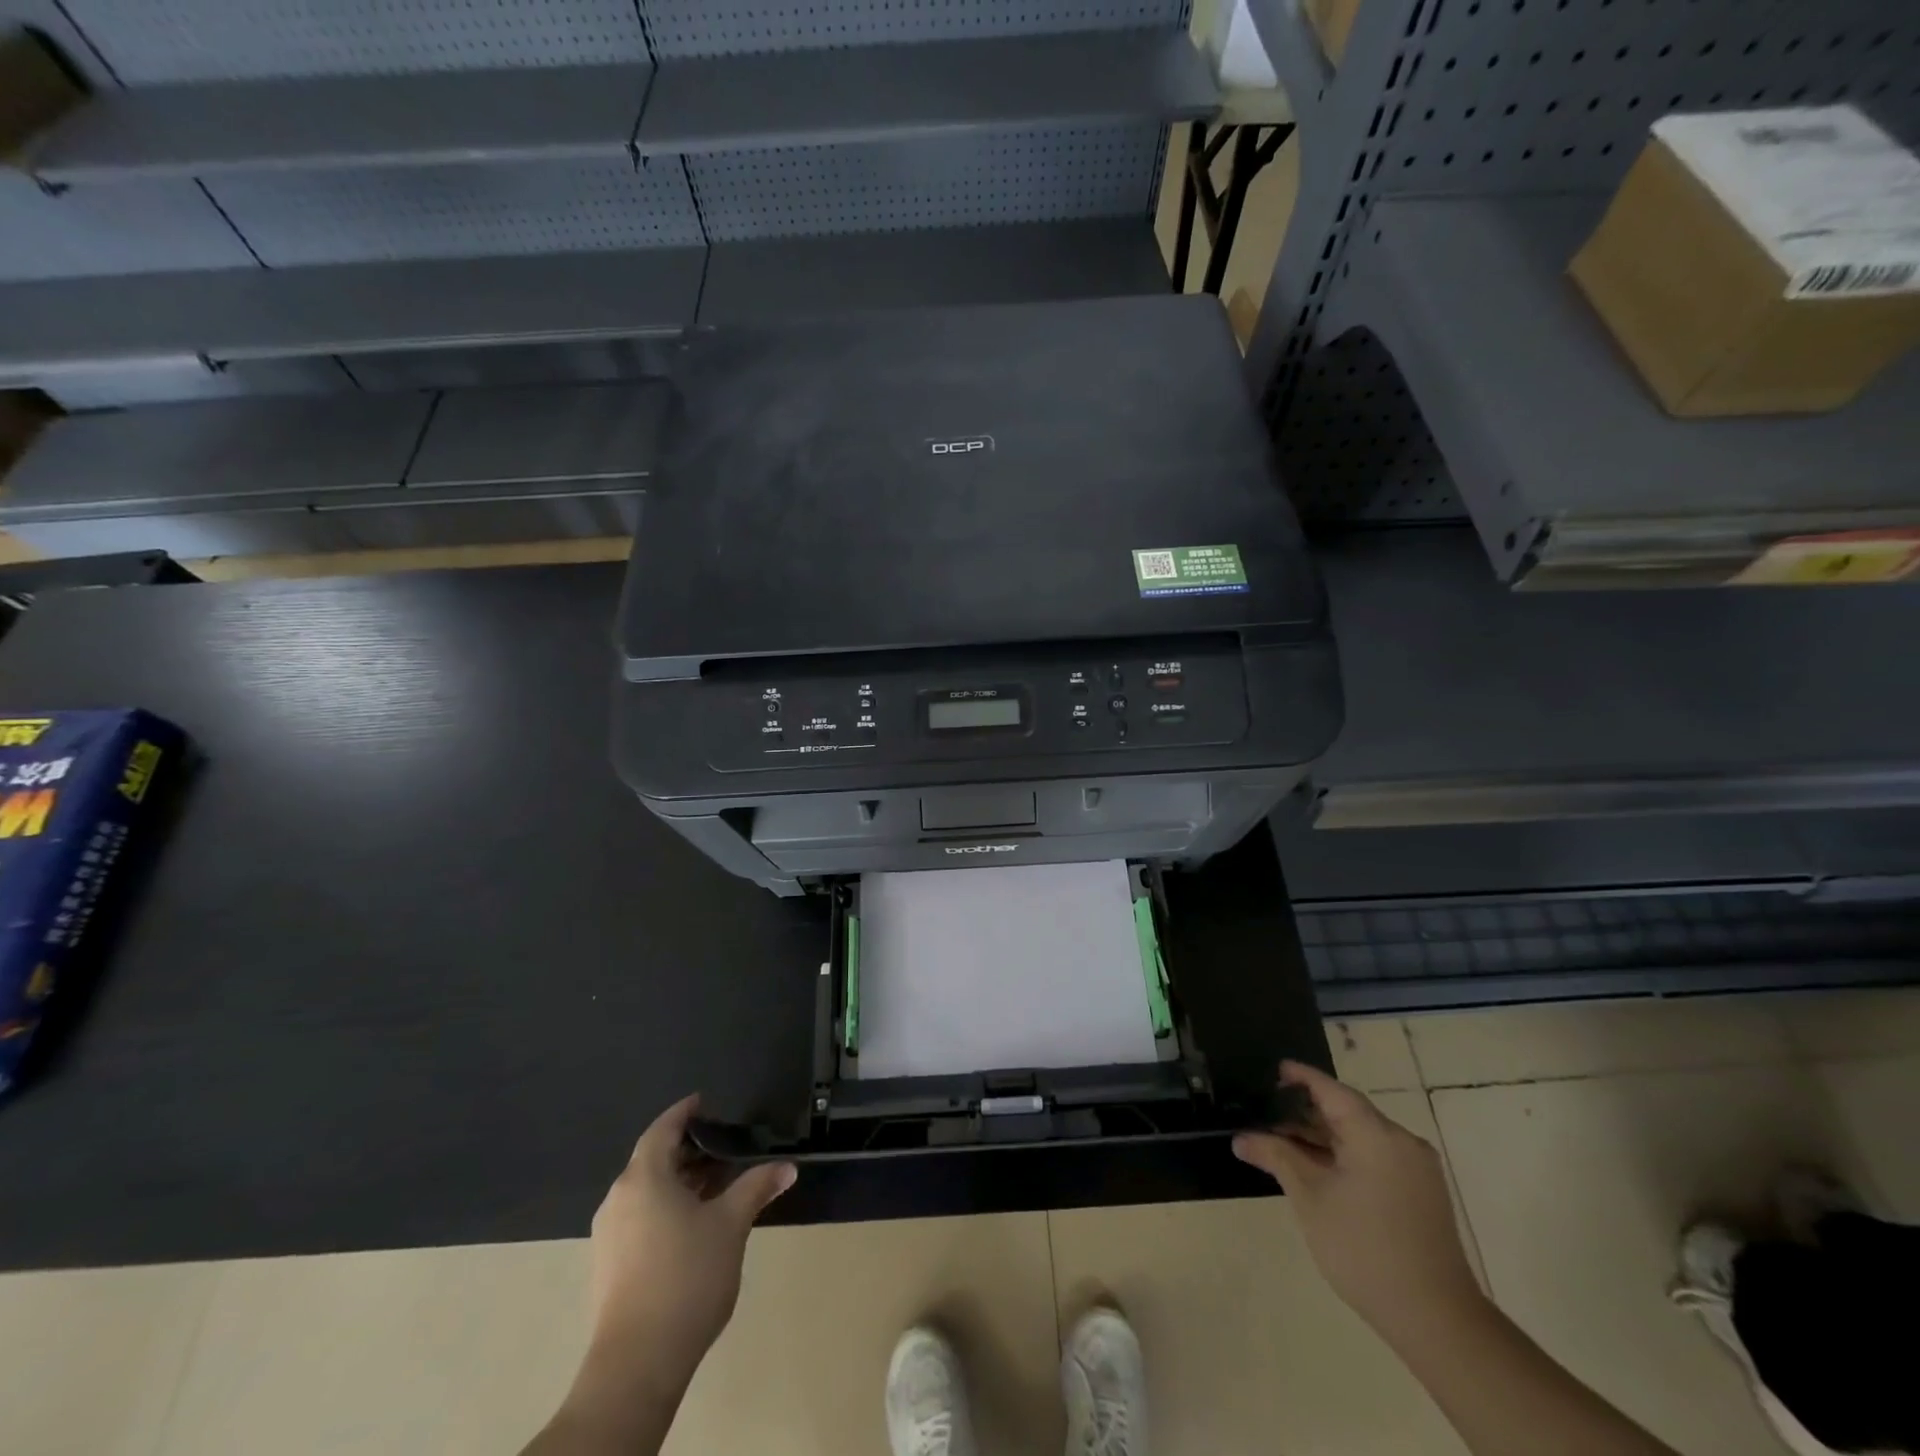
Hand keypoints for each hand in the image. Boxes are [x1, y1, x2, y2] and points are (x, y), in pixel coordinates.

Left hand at [585, 1094, 796, 1373]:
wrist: (637, 1363)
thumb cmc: (687, 1276)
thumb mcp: (731, 1225)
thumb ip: (757, 1188)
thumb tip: (787, 1167)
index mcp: (644, 1178)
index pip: (662, 1129)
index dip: (684, 1112)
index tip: (704, 1102)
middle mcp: (619, 1198)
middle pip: (653, 1159)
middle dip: (689, 1150)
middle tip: (724, 1147)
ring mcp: (609, 1234)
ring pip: (647, 1190)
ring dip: (680, 1181)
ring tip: (717, 1186)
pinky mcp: (609, 1265)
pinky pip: (639, 1216)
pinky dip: (666, 1206)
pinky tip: (694, 1224)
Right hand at [1233, 1061, 1482, 1346]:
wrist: (1437, 1321)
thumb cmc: (1364, 1249)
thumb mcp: (1310, 1198)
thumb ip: (1277, 1157)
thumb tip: (1242, 1138)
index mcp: (1377, 1135)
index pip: (1332, 1090)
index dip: (1301, 1077)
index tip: (1274, 1070)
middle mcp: (1402, 1142)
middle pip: (1347, 1112)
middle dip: (1306, 1113)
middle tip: (1267, 1115)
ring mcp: (1416, 1169)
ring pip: (1361, 1137)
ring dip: (1323, 1137)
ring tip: (1283, 1143)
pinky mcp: (1421, 1193)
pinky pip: (1376, 1157)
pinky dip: (1344, 1155)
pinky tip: (1317, 1169)